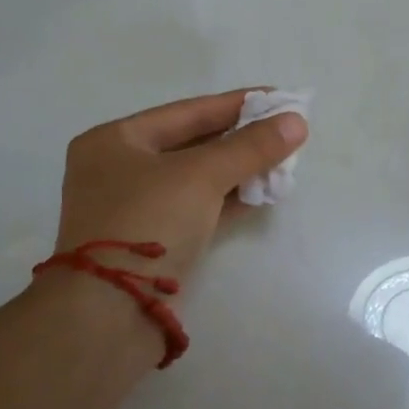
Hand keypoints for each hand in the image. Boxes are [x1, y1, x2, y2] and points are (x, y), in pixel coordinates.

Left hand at [54, 90, 307, 282]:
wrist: (111, 312)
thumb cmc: (148, 222)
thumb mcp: (201, 175)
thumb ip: (250, 147)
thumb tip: (297, 122)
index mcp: (114, 141)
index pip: (187, 112)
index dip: (236, 104)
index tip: (278, 97)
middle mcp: (120, 170)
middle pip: (192, 144)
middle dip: (241, 139)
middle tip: (286, 130)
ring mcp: (136, 208)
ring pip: (198, 179)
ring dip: (240, 170)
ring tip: (284, 160)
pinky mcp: (155, 242)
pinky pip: (199, 208)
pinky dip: (231, 200)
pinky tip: (264, 192)